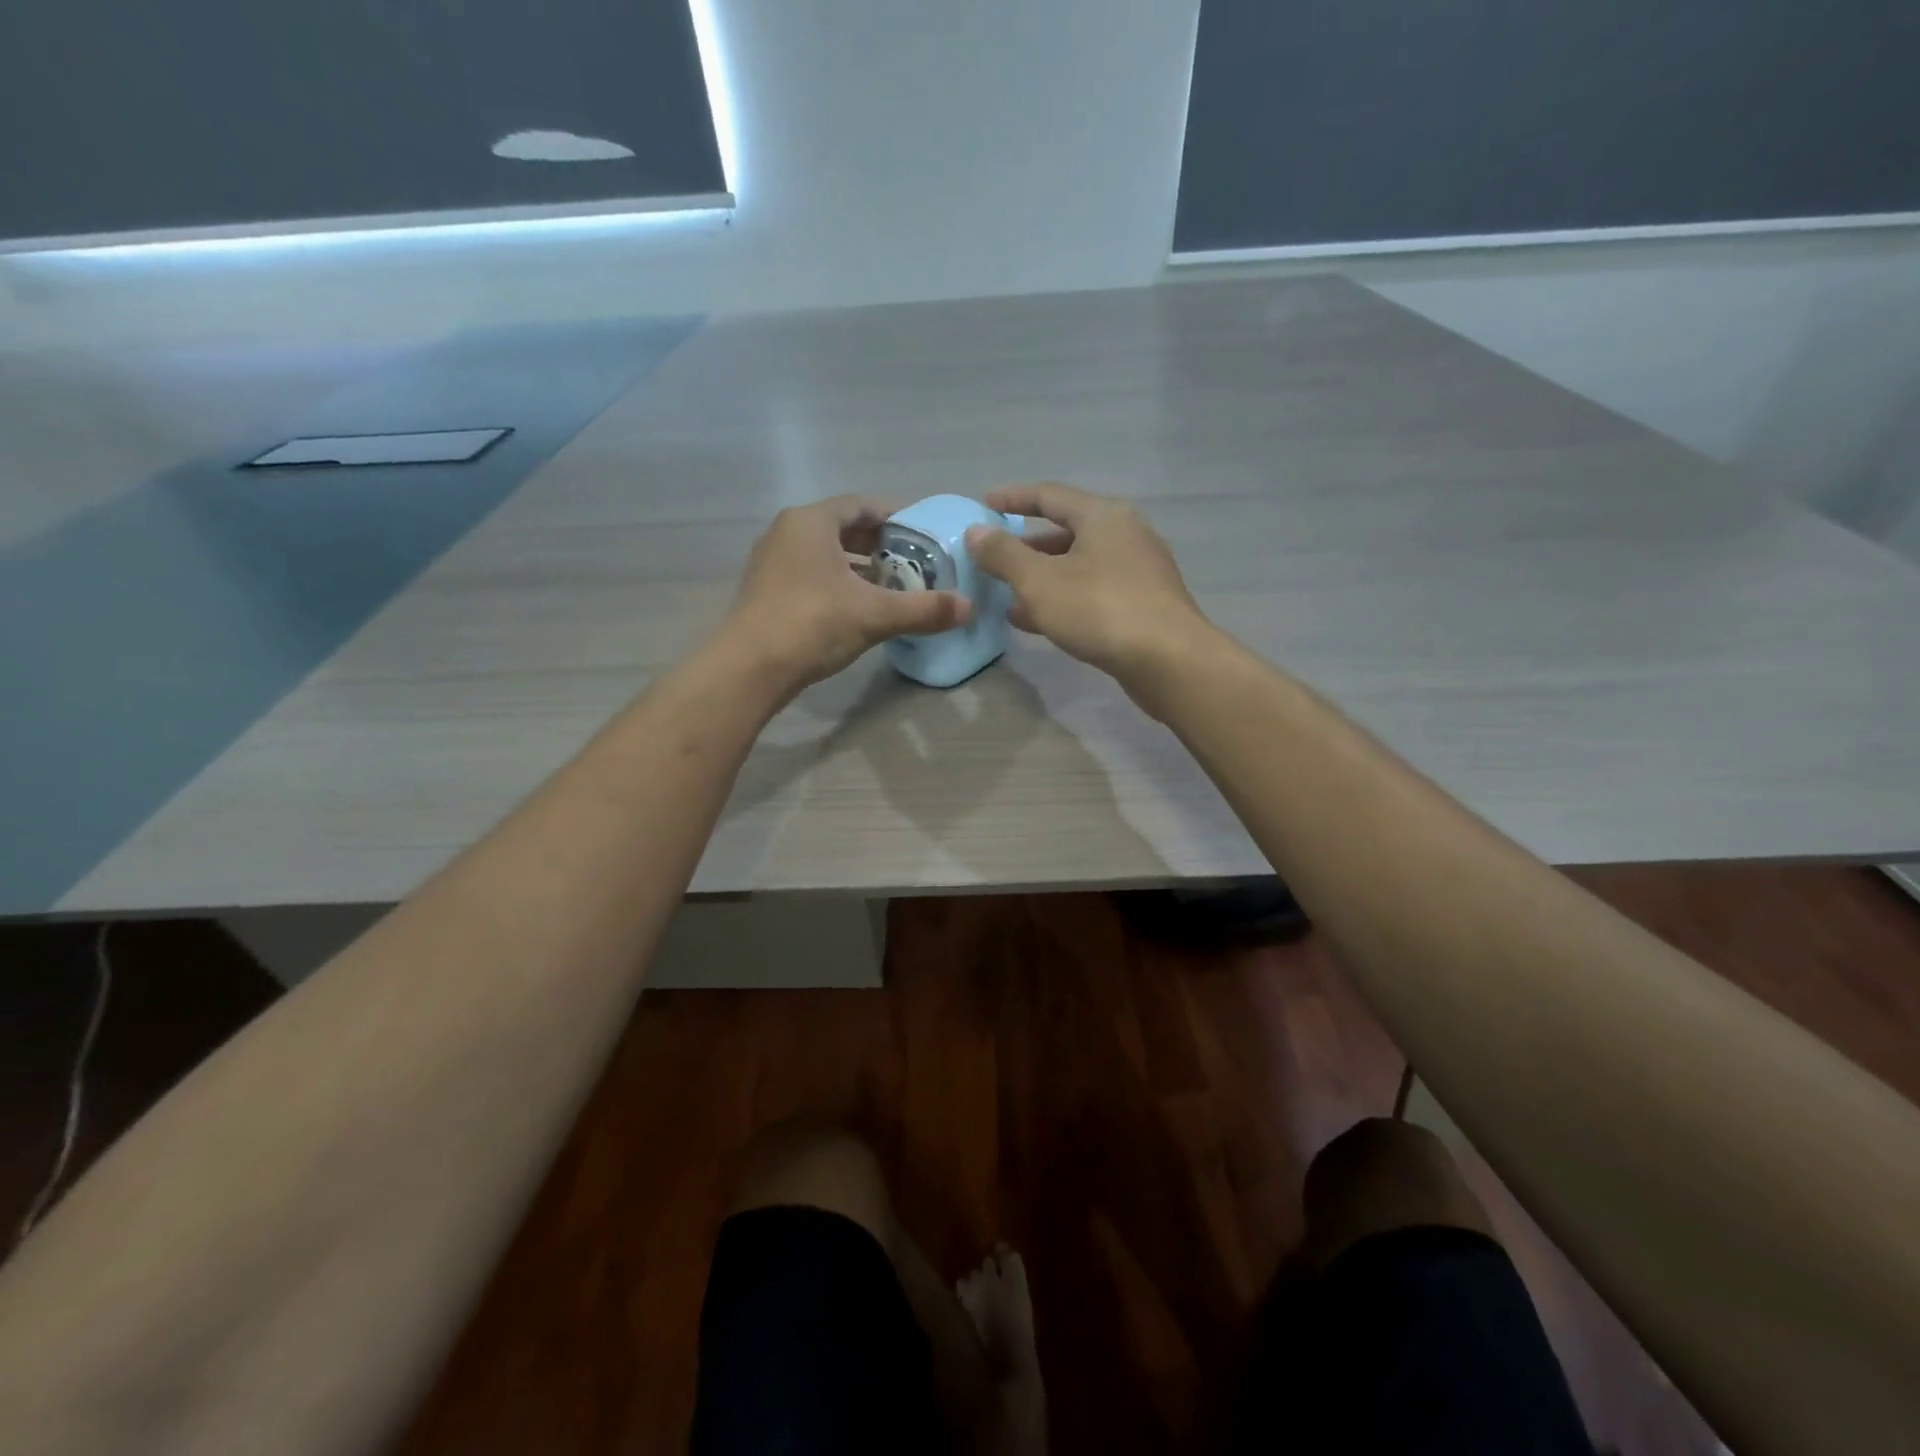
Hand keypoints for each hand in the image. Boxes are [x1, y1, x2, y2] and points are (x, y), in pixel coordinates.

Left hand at [722, 495, 969, 693]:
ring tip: (891, 585)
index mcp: (811, 522)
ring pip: (825, 554)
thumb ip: (924, 609)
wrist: (749, 668)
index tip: (923, 532)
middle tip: (913, 562)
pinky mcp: (766, 591)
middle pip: (843, 528)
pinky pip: (810, 574)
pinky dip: (837, 583)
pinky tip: (858, 607)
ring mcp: (772, 562)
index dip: (895, 516)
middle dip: (879, 544)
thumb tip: (970, 608)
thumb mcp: (875, 615)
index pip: (861, 505)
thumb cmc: (812, 624)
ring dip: (858, 566)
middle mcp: (786, 532)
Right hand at [965, 482, 1210, 691]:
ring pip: (1079, 566)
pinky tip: (1036, 621)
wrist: (1168, 661)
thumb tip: (976, 532)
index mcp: (1103, 516)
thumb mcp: (1040, 581)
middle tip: (994, 558)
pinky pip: (1093, 592)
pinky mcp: (1143, 605)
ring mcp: (1138, 572)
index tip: (983, 505)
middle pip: (1066, 531)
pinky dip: (1062, 599)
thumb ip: (1004, 555)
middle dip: (1026, 546)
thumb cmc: (1100, 610)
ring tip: (1006, 595)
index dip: (1013, 499)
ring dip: (1041, 578)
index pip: (1049, 495)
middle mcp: (1125, 535)